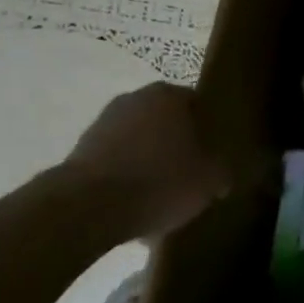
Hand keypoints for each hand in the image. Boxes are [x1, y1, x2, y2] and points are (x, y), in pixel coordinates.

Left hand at [62, 83, 230, 240]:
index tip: (218, 155)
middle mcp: (135, 98)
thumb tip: (223, 173)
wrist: (88, 208)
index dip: (212, 131)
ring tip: (164, 196)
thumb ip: (223, 170)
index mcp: (170, 95)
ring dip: (151, 163)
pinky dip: (127, 179)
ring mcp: (103, 123)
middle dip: (180, 146)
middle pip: (168, 123)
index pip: (200, 105)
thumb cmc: (160, 181)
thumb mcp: (210, 180)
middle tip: (194, 174)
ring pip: (141, 143)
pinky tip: (137, 206)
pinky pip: (117, 163)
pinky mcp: (80, 151)